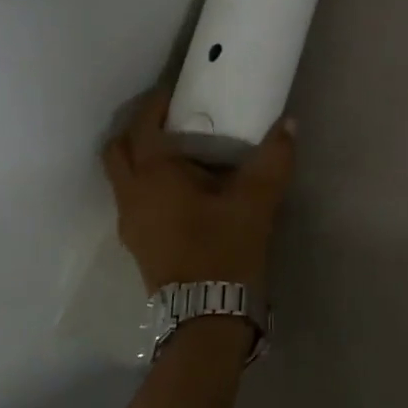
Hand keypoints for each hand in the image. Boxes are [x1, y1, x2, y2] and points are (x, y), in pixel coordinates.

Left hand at [101, 91, 295, 293]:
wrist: (207, 317)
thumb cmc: (225, 249)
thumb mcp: (257, 200)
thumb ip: (274, 157)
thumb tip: (289, 123)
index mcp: (154, 176)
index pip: (143, 126)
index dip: (156, 104)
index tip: (176, 90)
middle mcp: (131, 195)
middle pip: (118, 150)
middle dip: (139, 128)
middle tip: (171, 119)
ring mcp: (130, 223)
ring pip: (122, 176)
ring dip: (141, 157)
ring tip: (180, 152)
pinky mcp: (138, 243)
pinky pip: (132, 198)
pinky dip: (147, 182)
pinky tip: (182, 189)